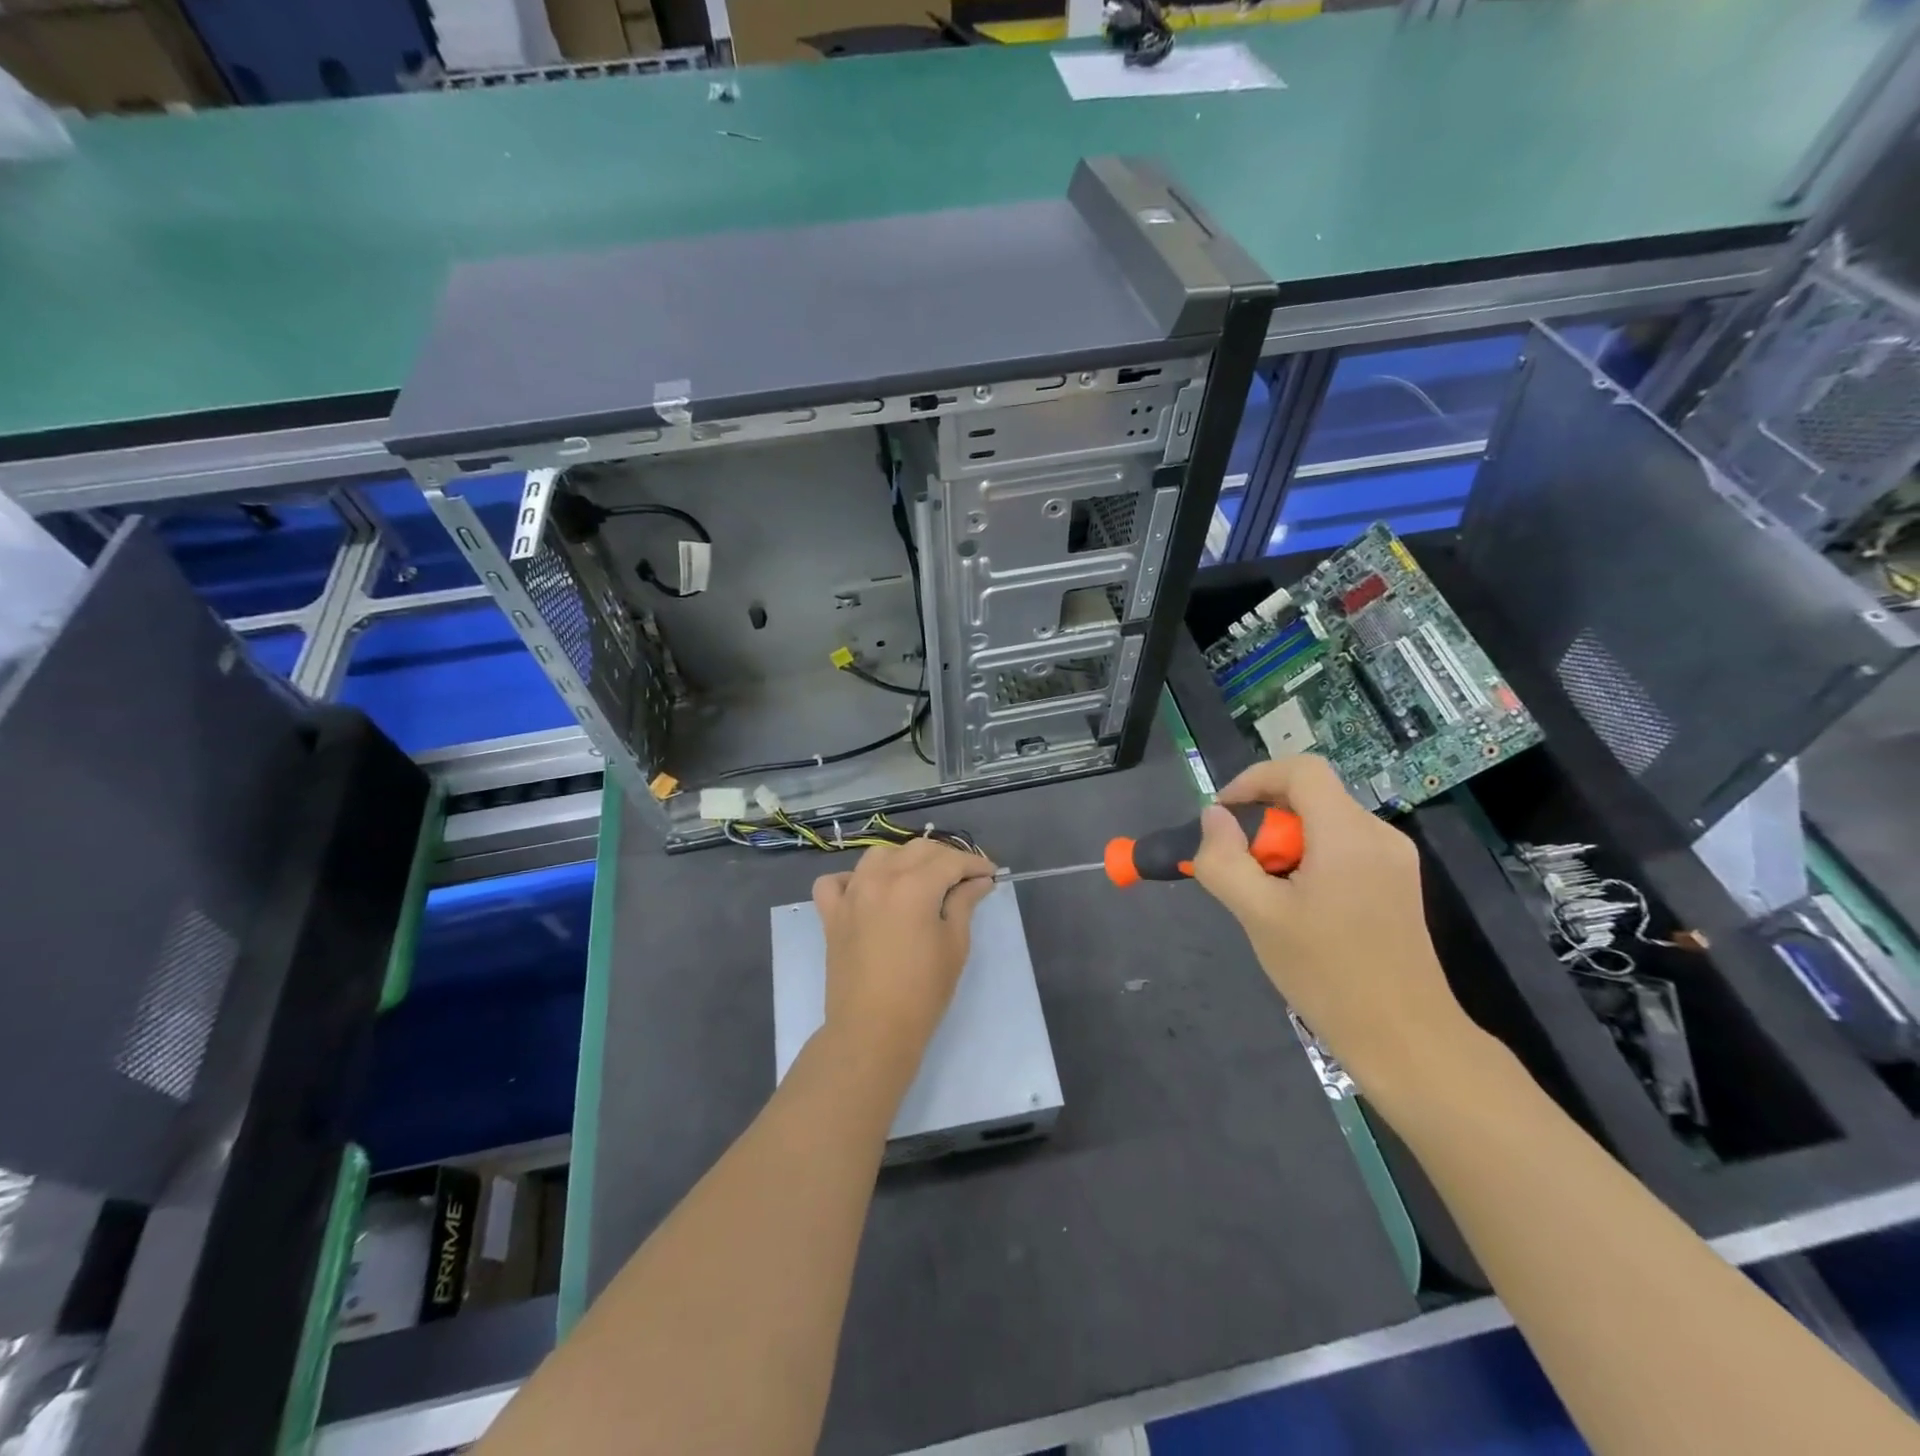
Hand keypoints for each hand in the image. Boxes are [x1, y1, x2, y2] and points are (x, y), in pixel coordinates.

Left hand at [812, 840, 997, 1083]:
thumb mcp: (954, 945)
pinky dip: (852, 879)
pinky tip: (868, 892)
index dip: (974, 864)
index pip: (951, 861)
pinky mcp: (831, 914)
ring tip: (920, 879)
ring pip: (878, 855)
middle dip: (945, 858)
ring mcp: (851, 894)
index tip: (990, 874)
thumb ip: (964, 903)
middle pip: (917, 850)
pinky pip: (836, 882)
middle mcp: (879, 879)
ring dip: (904, 859)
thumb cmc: (922, 992)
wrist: (872, 1030)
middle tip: (964, 878)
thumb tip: (978, 881)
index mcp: (914, 886)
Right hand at [1190, 754, 1472, 1085]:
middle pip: (1311, 797)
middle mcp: (1378, 835)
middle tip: (1242, 870)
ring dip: (1284, 845)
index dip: (1254, 779)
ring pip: (1324, 825)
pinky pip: (1343, 849)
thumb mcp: (1258, 916)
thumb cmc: (1328, 974)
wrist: (1406, 1040)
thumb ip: (1225, 860)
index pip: (1300, 770)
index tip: (1223, 816)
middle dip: (1265, 823)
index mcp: (1348, 834)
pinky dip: (1309, 861)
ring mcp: (1394, 860)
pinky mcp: (1398, 884)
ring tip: (1267, 895)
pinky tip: (1299, 909)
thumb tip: (1213, 817)